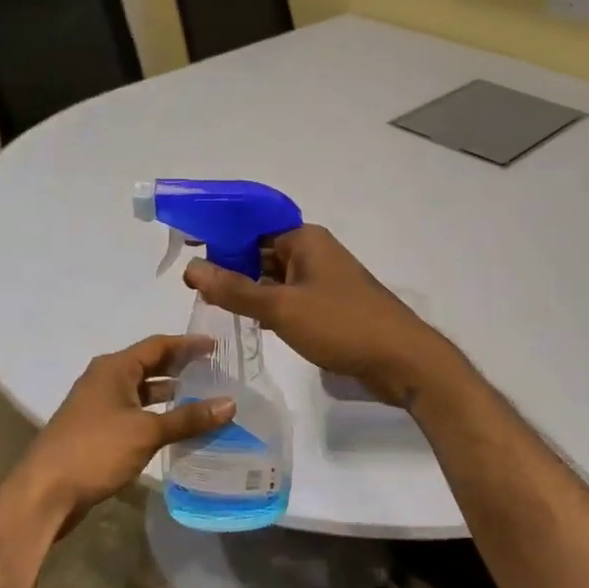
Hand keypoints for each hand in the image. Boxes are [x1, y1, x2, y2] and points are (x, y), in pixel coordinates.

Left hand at [5, 335, 231, 533]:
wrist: (44, 492)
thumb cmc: (95, 450)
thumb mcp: (147, 432)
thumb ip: (189, 418)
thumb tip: (230, 403)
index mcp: (114, 368)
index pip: (158, 345)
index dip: (188, 344)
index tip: (217, 347)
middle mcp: (105, 380)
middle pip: (149, 366)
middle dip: (181, 369)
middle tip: (216, 372)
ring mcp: (98, 406)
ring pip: (142, 392)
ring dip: (170, 396)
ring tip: (204, 400)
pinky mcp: (97, 431)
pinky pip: (134, 414)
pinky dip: (156, 416)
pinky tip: (177, 429)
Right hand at [184, 225, 454, 405]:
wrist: (401, 360)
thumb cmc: (342, 324)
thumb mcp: (281, 308)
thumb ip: (234, 290)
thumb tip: (191, 267)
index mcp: (304, 239)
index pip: (251, 227)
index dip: (218, 236)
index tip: (186, 250)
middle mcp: (313, 252)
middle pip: (261, 252)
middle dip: (229, 267)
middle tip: (192, 288)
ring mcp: (323, 280)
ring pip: (274, 278)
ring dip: (248, 290)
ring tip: (210, 304)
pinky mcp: (329, 306)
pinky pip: (289, 298)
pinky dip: (268, 306)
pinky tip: (247, 321)